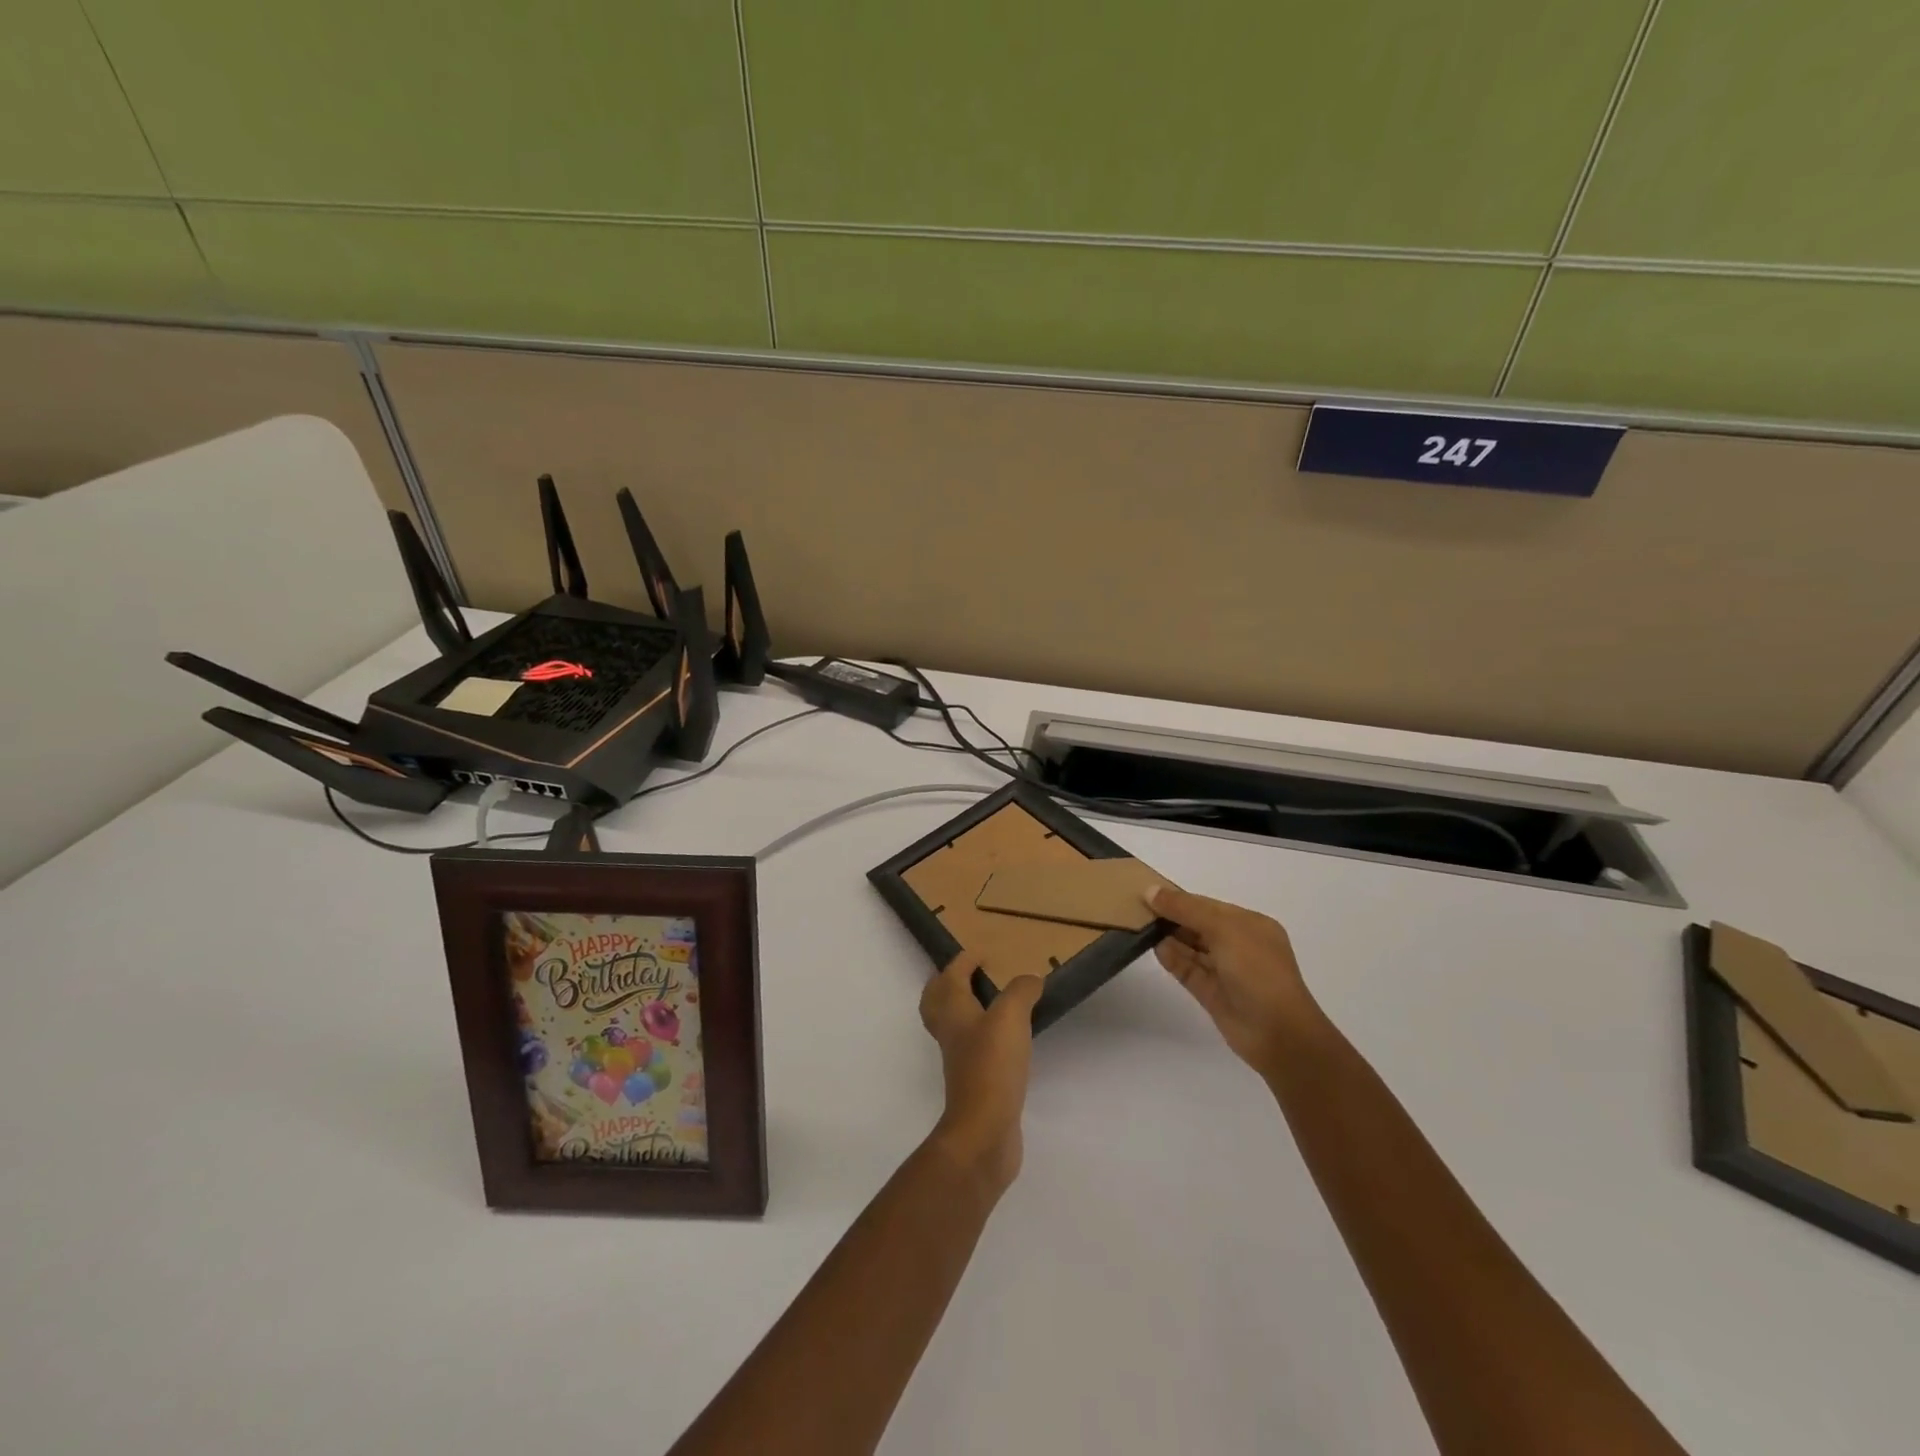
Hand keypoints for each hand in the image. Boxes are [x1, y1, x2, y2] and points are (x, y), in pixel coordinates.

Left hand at [919, 951, 1044, 1190]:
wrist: (984, 1131)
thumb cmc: (991, 1065)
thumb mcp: (1010, 1017)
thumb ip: (1021, 991)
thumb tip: (1030, 979)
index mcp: (953, 1010)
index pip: (950, 977)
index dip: (962, 962)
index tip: (980, 953)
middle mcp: (950, 1032)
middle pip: (937, 1002)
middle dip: (948, 984)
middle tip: (968, 974)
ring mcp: (960, 1059)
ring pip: (954, 1025)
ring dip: (965, 1009)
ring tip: (991, 1002)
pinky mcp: (975, 1082)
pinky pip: (973, 1049)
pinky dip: (983, 1036)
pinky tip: (1007, 1039)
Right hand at [1146, 884, 1321, 1073]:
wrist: (1278, 1033)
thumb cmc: (1257, 971)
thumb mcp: (1224, 929)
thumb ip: (1187, 909)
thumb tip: (1152, 891)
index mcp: (1250, 925)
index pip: (1209, 906)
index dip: (1181, 899)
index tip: (1150, 892)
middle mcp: (1239, 946)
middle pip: (1198, 925)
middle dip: (1172, 917)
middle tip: (1138, 908)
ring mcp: (1225, 971)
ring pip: (1191, 949)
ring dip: (1169, 937)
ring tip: (1140, 927)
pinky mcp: (1212, 994)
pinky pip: (1188, 970)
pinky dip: (1172, 959)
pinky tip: (1155, 949)